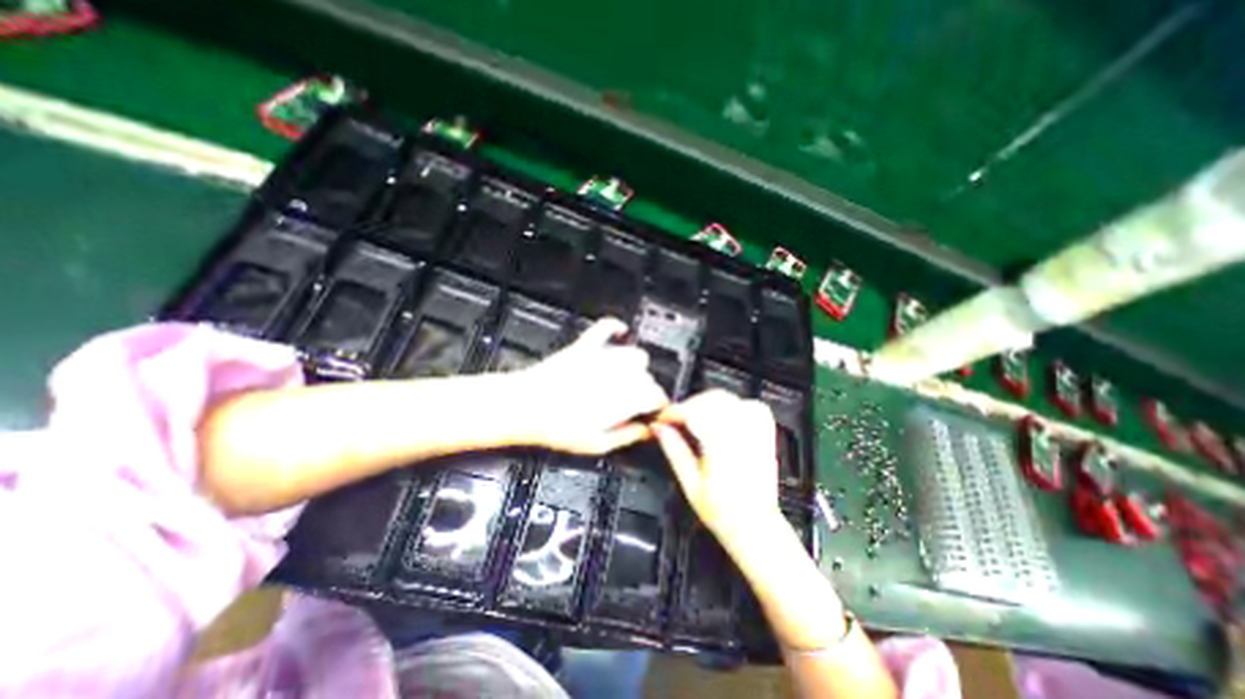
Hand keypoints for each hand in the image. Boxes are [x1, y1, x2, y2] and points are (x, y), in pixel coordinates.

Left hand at [509, 316, 670, 453]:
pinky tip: (620, 332)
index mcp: (624, 396)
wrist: (525, 406)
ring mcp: (603, 357)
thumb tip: (647, 431)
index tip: (652, 411)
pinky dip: (615, 328)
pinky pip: (606, 327)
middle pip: (647, 376)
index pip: (656, 395)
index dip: (657, 405)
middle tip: (632, 402)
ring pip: (635, 355)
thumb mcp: (597, 443)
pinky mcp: (585, 346)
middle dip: (644, 389)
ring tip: (625, 379)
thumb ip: (628, 435)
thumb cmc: (559, 428)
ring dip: (635, 367)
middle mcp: (619, 373)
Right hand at [646, 390, 781, 548]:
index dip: (673, 412)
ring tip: (694, 421)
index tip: (662, 419)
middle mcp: (742, 433)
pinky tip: (721, 417)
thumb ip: (674, 450)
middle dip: (688, 406)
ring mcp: (756, 430)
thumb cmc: (723, 513)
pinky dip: (731, 404)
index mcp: (722, 445)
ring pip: (727, 398)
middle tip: (674, 422)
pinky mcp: (765, 432)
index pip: (693, 412)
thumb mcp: (690, 483)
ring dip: (706, 403)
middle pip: (709, 399)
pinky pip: (748, 404)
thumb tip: (659, 429)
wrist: (756, 526)